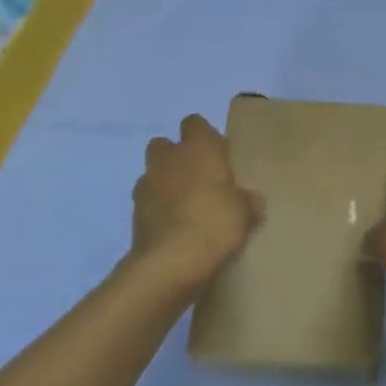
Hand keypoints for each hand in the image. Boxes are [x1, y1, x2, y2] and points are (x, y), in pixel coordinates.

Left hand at [132, 116, 262, 289]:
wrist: (170, 262)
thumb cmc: (215, 222)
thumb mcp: (246, 212)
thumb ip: (248, 201)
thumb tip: (252, 200)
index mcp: (198, 147)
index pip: (194, 123)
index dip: (205, 136)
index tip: (219, 155)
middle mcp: (168, 158)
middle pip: (165, 144)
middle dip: (177, 157)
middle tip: (199, 179)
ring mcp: (146, 184)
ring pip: (152, 173)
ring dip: (165, 183)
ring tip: (185, 206)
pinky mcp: (133, 213)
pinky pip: (147, 202)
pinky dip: (157, 209)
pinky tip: (173, 227)